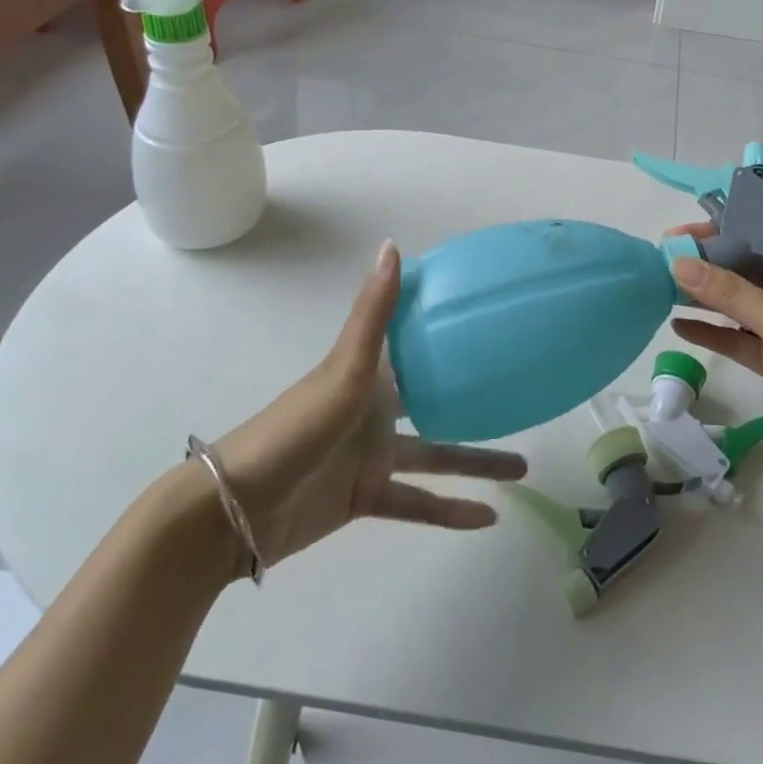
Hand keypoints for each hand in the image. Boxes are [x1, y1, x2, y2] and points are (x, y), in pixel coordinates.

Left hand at [210, 240, 525, 574]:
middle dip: (476, 400)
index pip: (417, 343)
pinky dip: (450, 512)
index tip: (492, 317)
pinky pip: (418, 503)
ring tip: (524, 468)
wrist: (238, 507)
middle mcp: (377, 408)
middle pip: (438, 401)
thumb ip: (373, 312)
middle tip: (521, 398)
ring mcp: (372, 455)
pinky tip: (488, 519)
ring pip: (438, 456)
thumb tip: (392, 244)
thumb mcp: (343, 367)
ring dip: (477, 462)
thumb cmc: (297, 427)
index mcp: (372, 373)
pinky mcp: (367, 496)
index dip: (449, 329)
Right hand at [668, 231, 762, 489]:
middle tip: (657, 263)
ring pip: (736, 309)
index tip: (675, 236)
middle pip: (742, 275)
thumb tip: (680, 263)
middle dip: (704, 269)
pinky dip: (711, 334)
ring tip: (658, 290)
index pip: (755, 243)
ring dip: (703, 301)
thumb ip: (733, 295)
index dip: (716, 236)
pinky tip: (679, 326)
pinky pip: (738, 342)